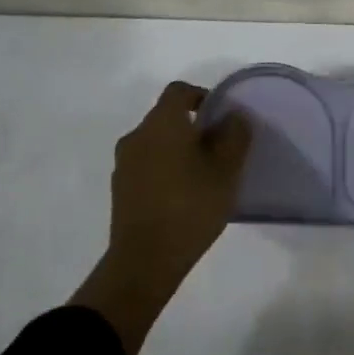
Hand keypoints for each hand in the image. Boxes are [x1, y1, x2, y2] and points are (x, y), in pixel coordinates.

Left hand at [70, 82, 251, 354]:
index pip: (179, 91)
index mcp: (162, 122)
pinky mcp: (119, 190)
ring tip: (200, 176)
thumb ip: (234, 136)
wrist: (143, 263)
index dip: (201, 96)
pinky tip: (180, 197)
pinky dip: (162, 171)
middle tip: (217, 150)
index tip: (220, 116)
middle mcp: (137, 135)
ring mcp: (124, 164)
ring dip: (176, 150)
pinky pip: (145, 167)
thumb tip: (233, 116)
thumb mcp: (226, 170)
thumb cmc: (189, 207)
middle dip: (191, 127)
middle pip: (166, 117)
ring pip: (155, 143)